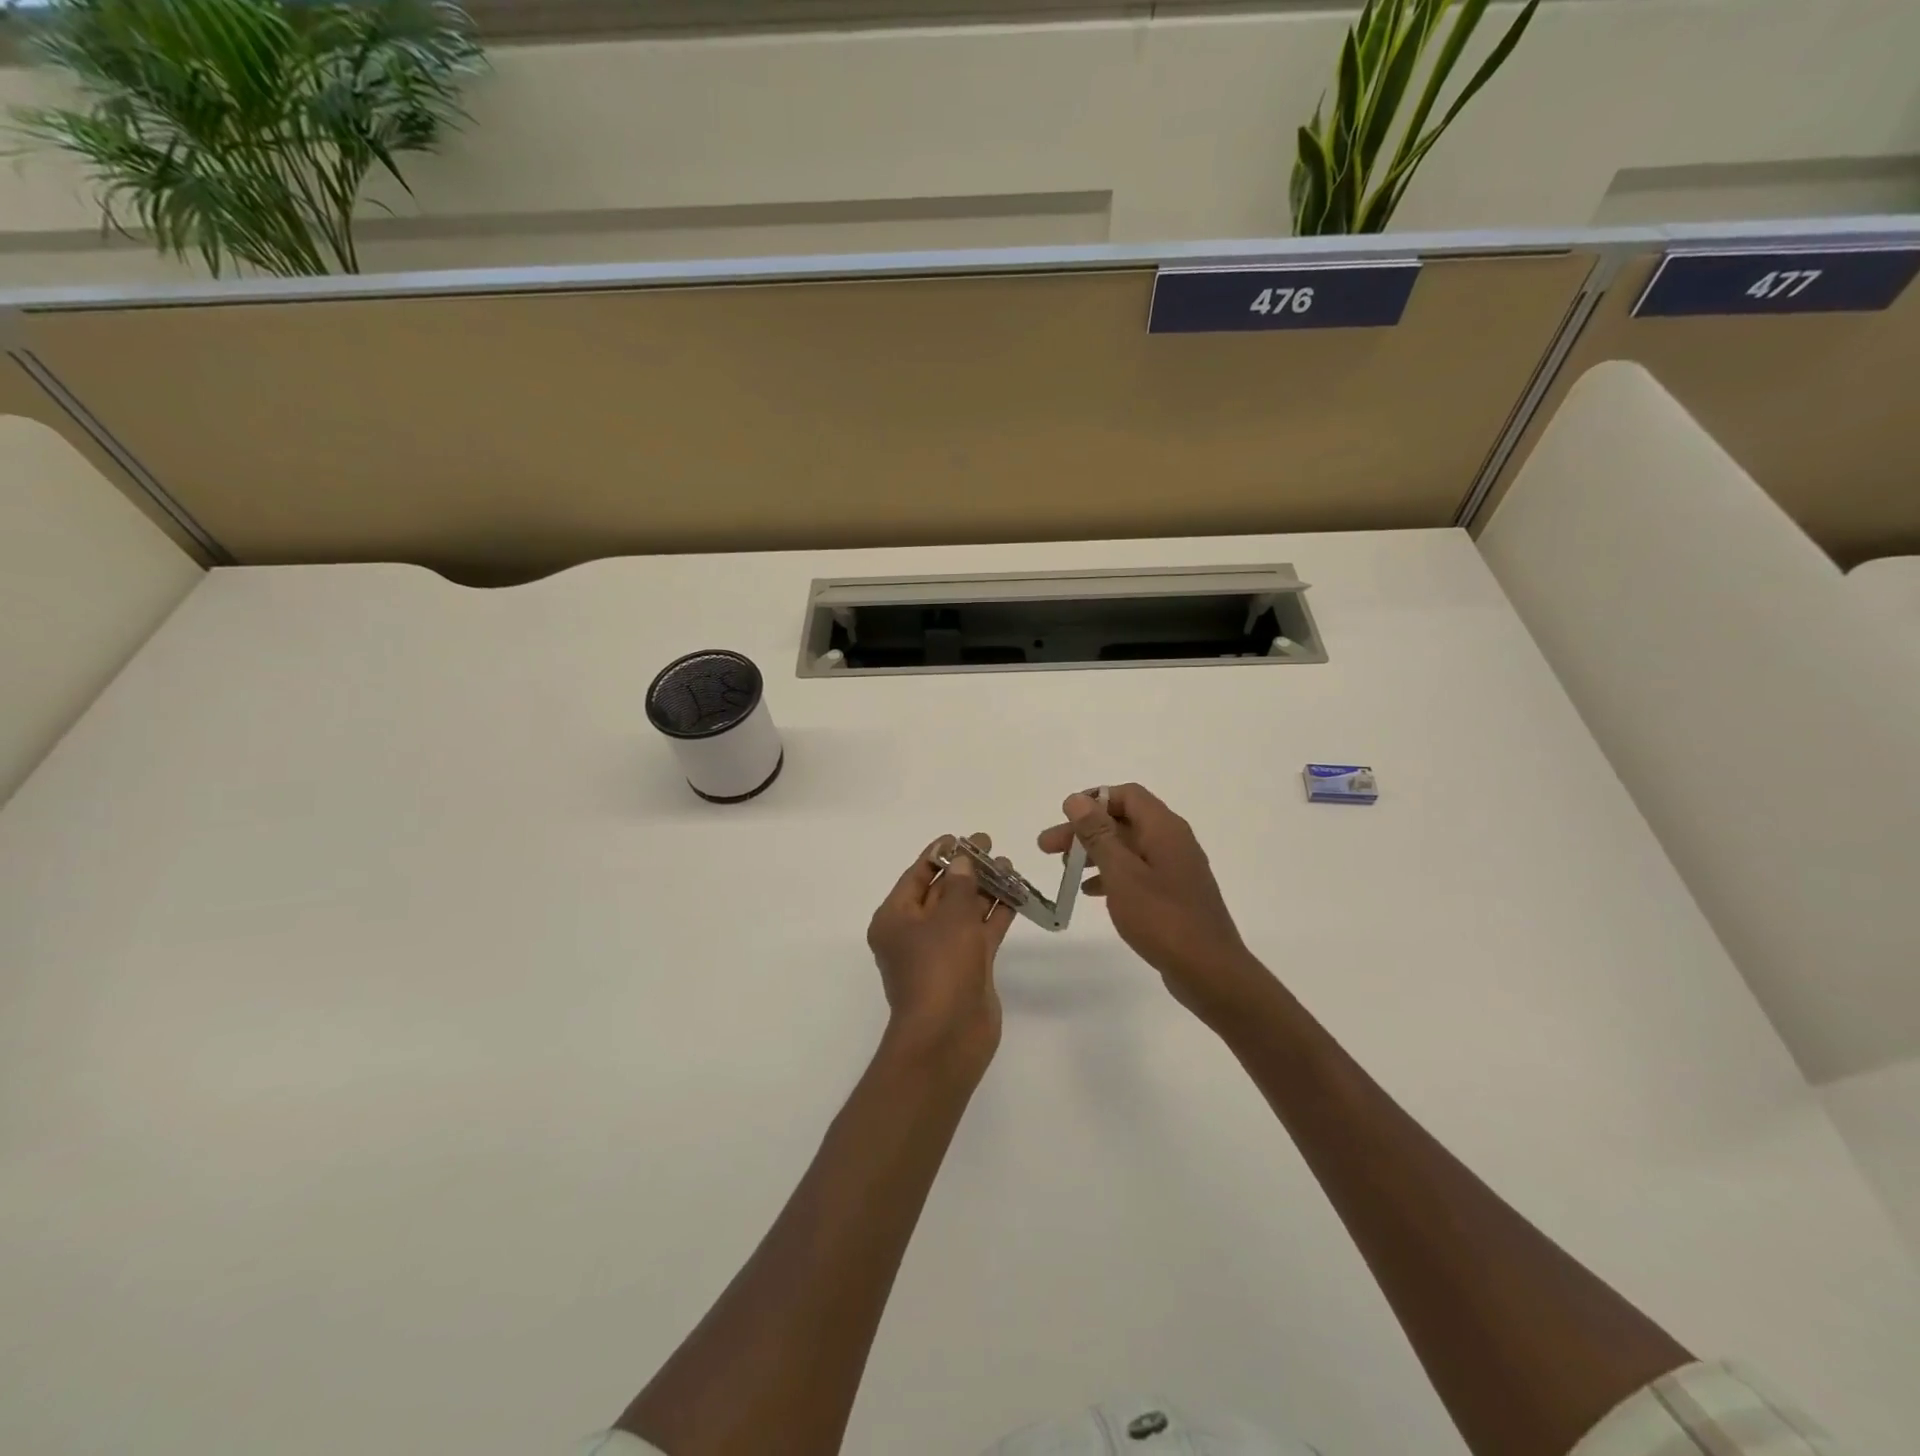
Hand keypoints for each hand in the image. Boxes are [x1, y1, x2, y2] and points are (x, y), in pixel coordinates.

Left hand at [866, 834, 1013, 1074]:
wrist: (949, 1037)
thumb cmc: (939, 969)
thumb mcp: (950, 918)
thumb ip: (961, 885)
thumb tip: (963, 861)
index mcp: (895, 919)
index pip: (917, 875)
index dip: (939, 854)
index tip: (962, 838)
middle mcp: (915, 933)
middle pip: (942, 891)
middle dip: (966, 869)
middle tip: (990, 846)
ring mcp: (942, 952)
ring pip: (964, 911)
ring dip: (984, 889)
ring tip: (1008, 866)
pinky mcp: (966, 967)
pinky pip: (980, 932)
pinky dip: (995, 914)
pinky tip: (1015, 895)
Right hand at [1038, 784, 1272, 1023]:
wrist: (1210, 971)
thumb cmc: (1162, 918)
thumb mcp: (1122, 873)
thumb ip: (1098, 834)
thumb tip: (1077, 799)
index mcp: (1164, 828)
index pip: (1127, 795)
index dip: (1093, 800)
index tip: (1064, 818)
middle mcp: (1173, 840)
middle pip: (1123, 821)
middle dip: (1084, 831)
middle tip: (1047, 847)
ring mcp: (1175, 868)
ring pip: (1128, 848)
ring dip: (1095, 853)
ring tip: (1065, 870)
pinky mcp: (1174, 894)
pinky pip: (1137, 871)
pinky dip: (1112, 875)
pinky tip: (1090, 892)